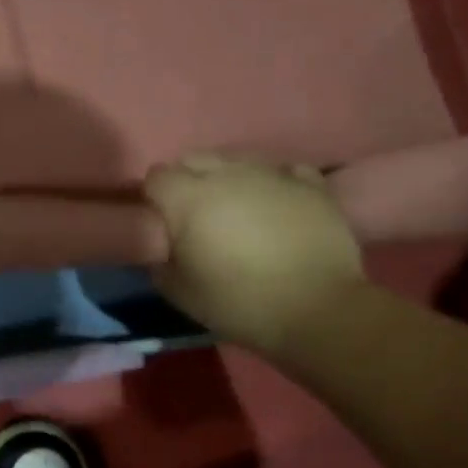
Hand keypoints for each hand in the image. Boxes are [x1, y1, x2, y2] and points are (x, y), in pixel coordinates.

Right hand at [144, 153, 364, 353]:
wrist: (314, 308)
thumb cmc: (236, 301)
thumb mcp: (177, 291)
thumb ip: (159, 259)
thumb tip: (161, 244)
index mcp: (190, 198)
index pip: (156, 177)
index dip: (153, 198)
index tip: (159, 221)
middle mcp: (228, 174)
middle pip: (194, 159)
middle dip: (186, 181)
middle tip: (192, 216)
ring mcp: (272, 174)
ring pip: (236, 160)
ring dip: (227, 180)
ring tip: (233, 210)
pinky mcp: (310, 184)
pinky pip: (280, 171)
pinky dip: (270, 183)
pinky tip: (273, 205)